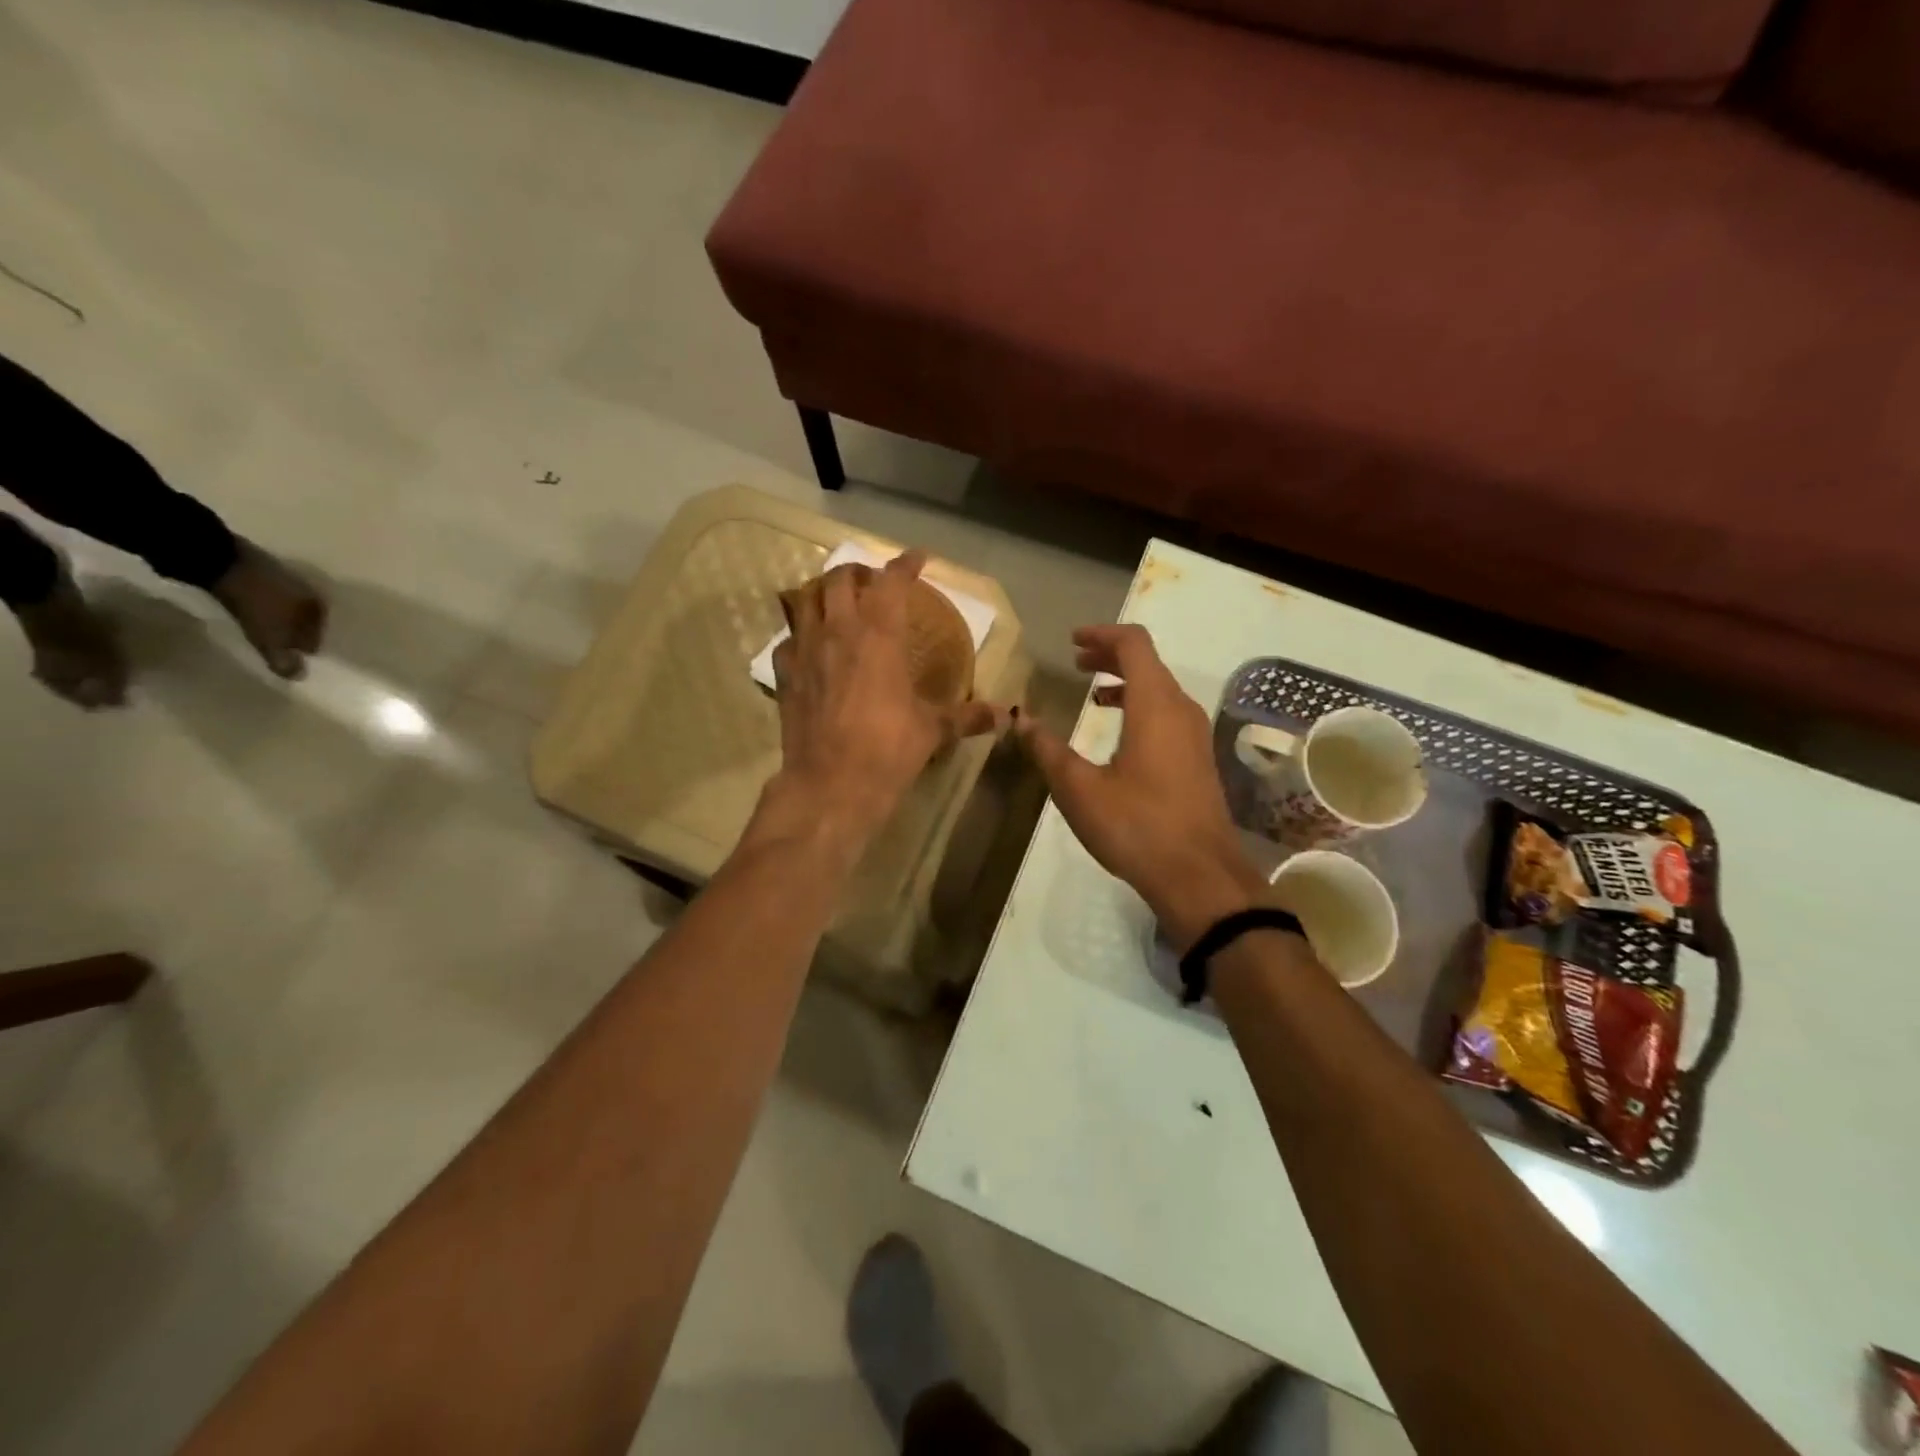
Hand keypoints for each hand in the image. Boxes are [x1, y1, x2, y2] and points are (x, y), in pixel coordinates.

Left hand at [762, 550, 1005, 855]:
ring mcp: (805, 651)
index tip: (917, 559)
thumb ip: (966, 716)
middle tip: (873, 583)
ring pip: (804, 600)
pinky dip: (799, 635)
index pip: (891, 581)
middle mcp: (838, 632)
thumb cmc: (888, 750)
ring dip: (821, 593)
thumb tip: (1004, 716)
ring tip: (836, 603)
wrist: (831, 785)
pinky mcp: (785, 676)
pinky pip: (787, 640)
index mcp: (879, 634)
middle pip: (839, 579)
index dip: (905, 564)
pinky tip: (809, 648)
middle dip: (858, 572)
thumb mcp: (933, 730)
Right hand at [1016, 625, 1263, 948]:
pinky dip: (1139, 706)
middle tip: (1077, 662)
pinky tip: (1117, 734)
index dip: (1102, 634)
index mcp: (1155, 705)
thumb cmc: (1136, 826)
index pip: (1133, 644)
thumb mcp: (1079, 789)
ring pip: (1159, 689)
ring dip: (1125, 682)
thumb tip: (1021, 718)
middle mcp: (1181, 710)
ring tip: (1092, 694)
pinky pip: (1168, 714)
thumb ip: (1048, 749)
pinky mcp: (1198, 759)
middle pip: (1148, 663)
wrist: (1199, 876)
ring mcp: (1195, 735)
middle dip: (1110, 656)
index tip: (1072, 641)